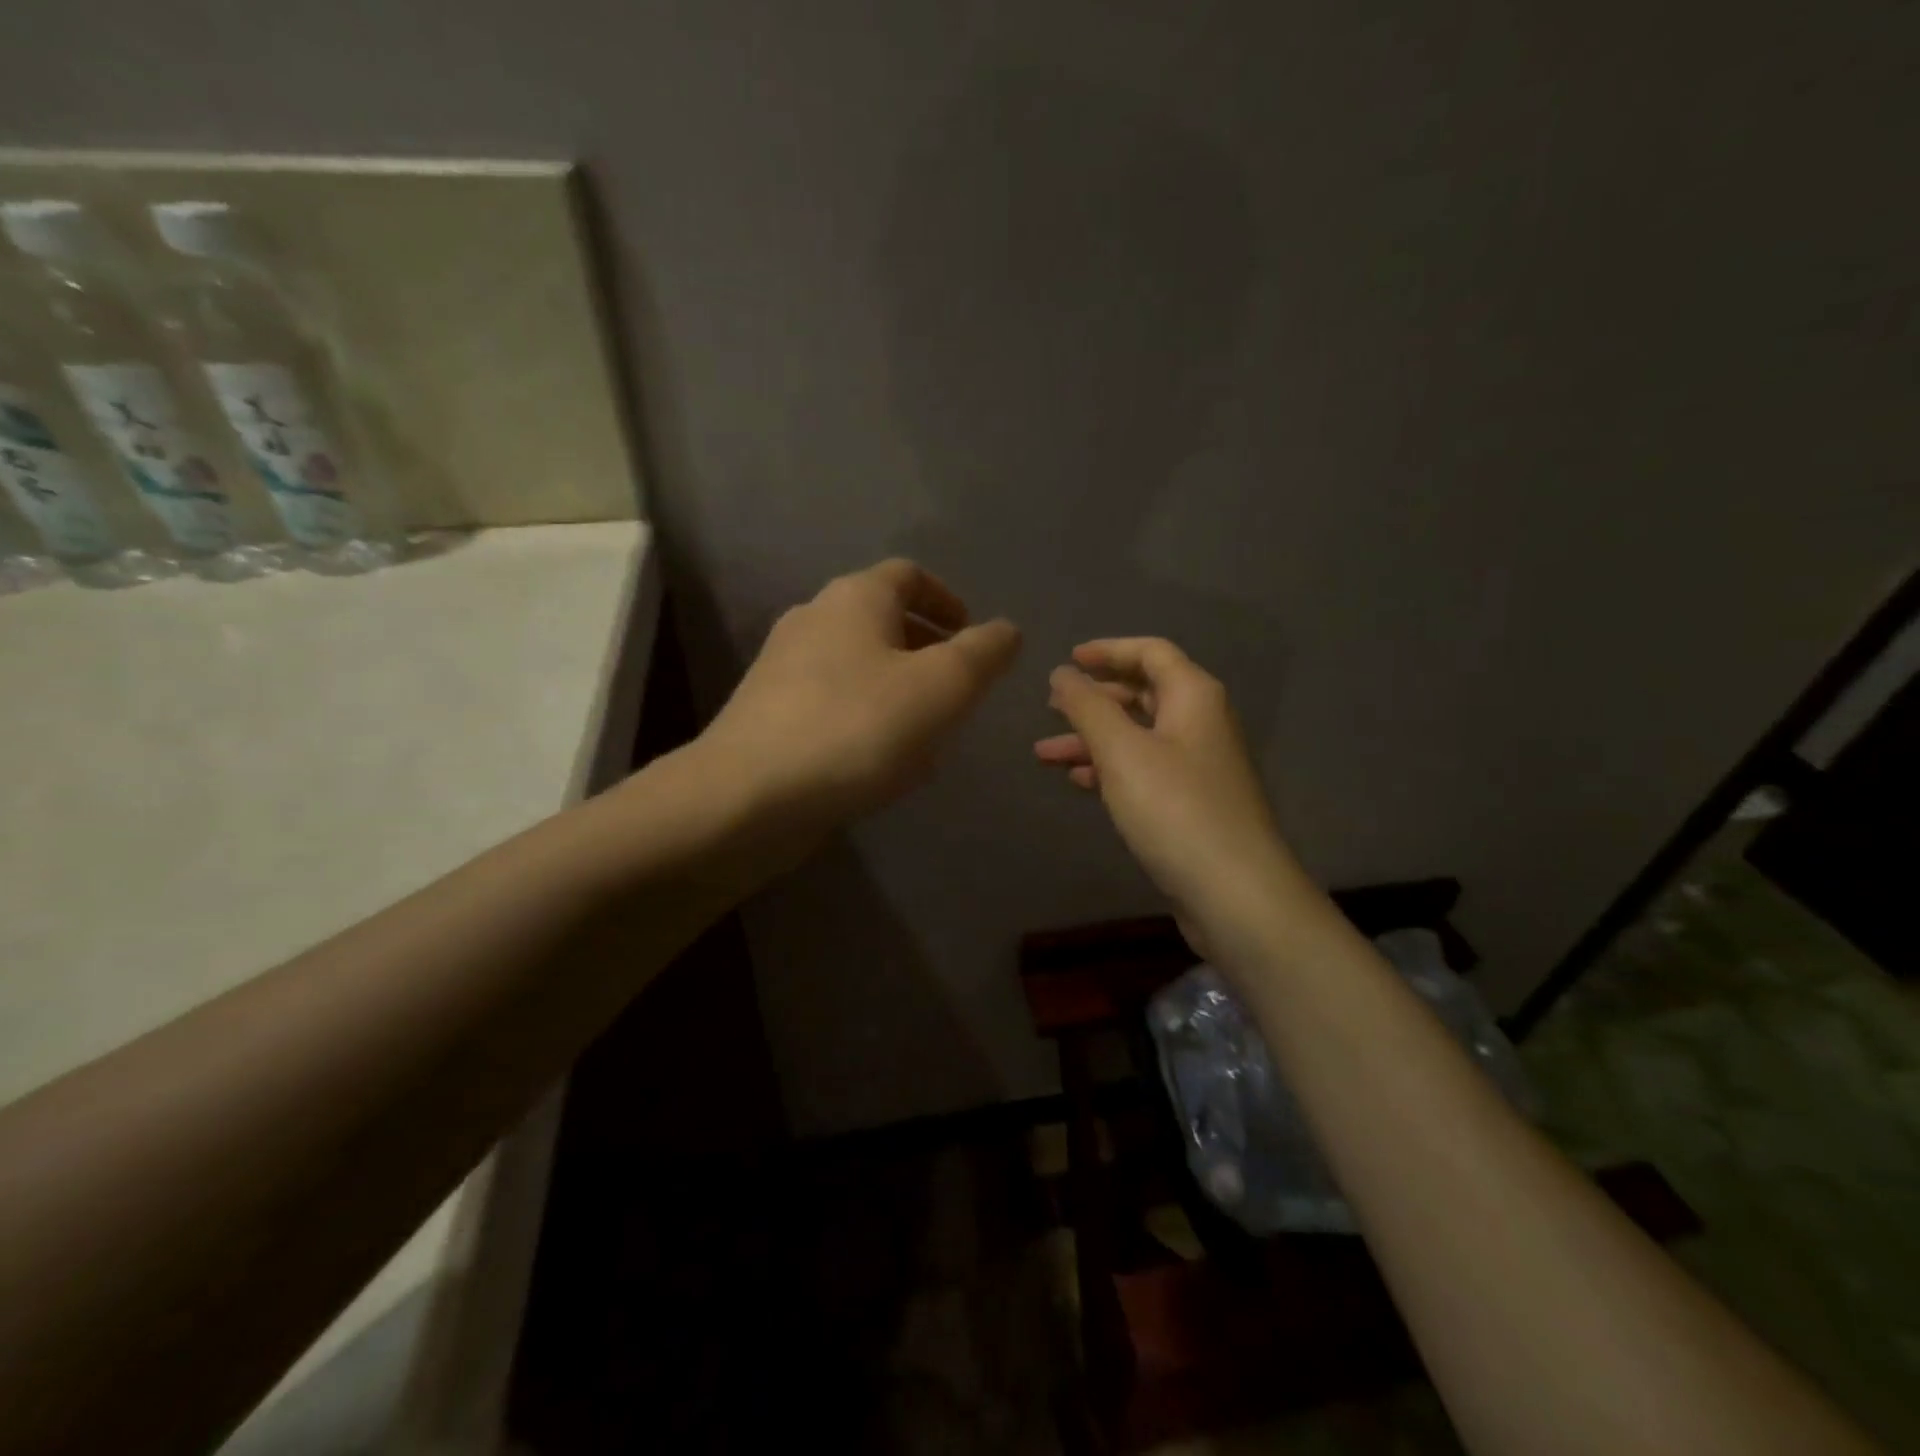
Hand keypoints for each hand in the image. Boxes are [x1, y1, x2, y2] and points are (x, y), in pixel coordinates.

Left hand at [704, 559, 1020, 829]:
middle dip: (926, 648)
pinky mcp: (768, 714)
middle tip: (957, 688)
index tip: (970, 634)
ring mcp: (782, 668)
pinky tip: (881, 762)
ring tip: (928, 732)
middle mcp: (813, 620)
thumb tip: (1006, 630)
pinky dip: (865, 717)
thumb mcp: (942, 687)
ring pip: (857, 666)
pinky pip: (832, 703)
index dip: (946, 599)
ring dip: (897, 688)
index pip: (908, 575)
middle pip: (881, 620)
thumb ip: (983, 653)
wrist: (748, 797)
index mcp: (854, 598)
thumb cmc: (857, 728)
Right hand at [1036, 638, 1299, 960]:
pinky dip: (1110, 770)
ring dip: (1092, 740)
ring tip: (1044, 754)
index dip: (1108, 650)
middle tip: (1050, 706)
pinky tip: (1079, 782)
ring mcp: (1198, 766)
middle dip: (1094, 699)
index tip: (1068, 660)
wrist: (1234, 893)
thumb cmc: (1175, 809)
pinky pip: (1144, 771)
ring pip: (1138, 737)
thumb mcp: (1122, 751)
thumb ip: (1088, 706)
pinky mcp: (1191, 803)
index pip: (1150, 652)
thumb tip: (1062, 673)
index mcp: (1193, 697)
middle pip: (1143, 694)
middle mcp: (1201, 723)